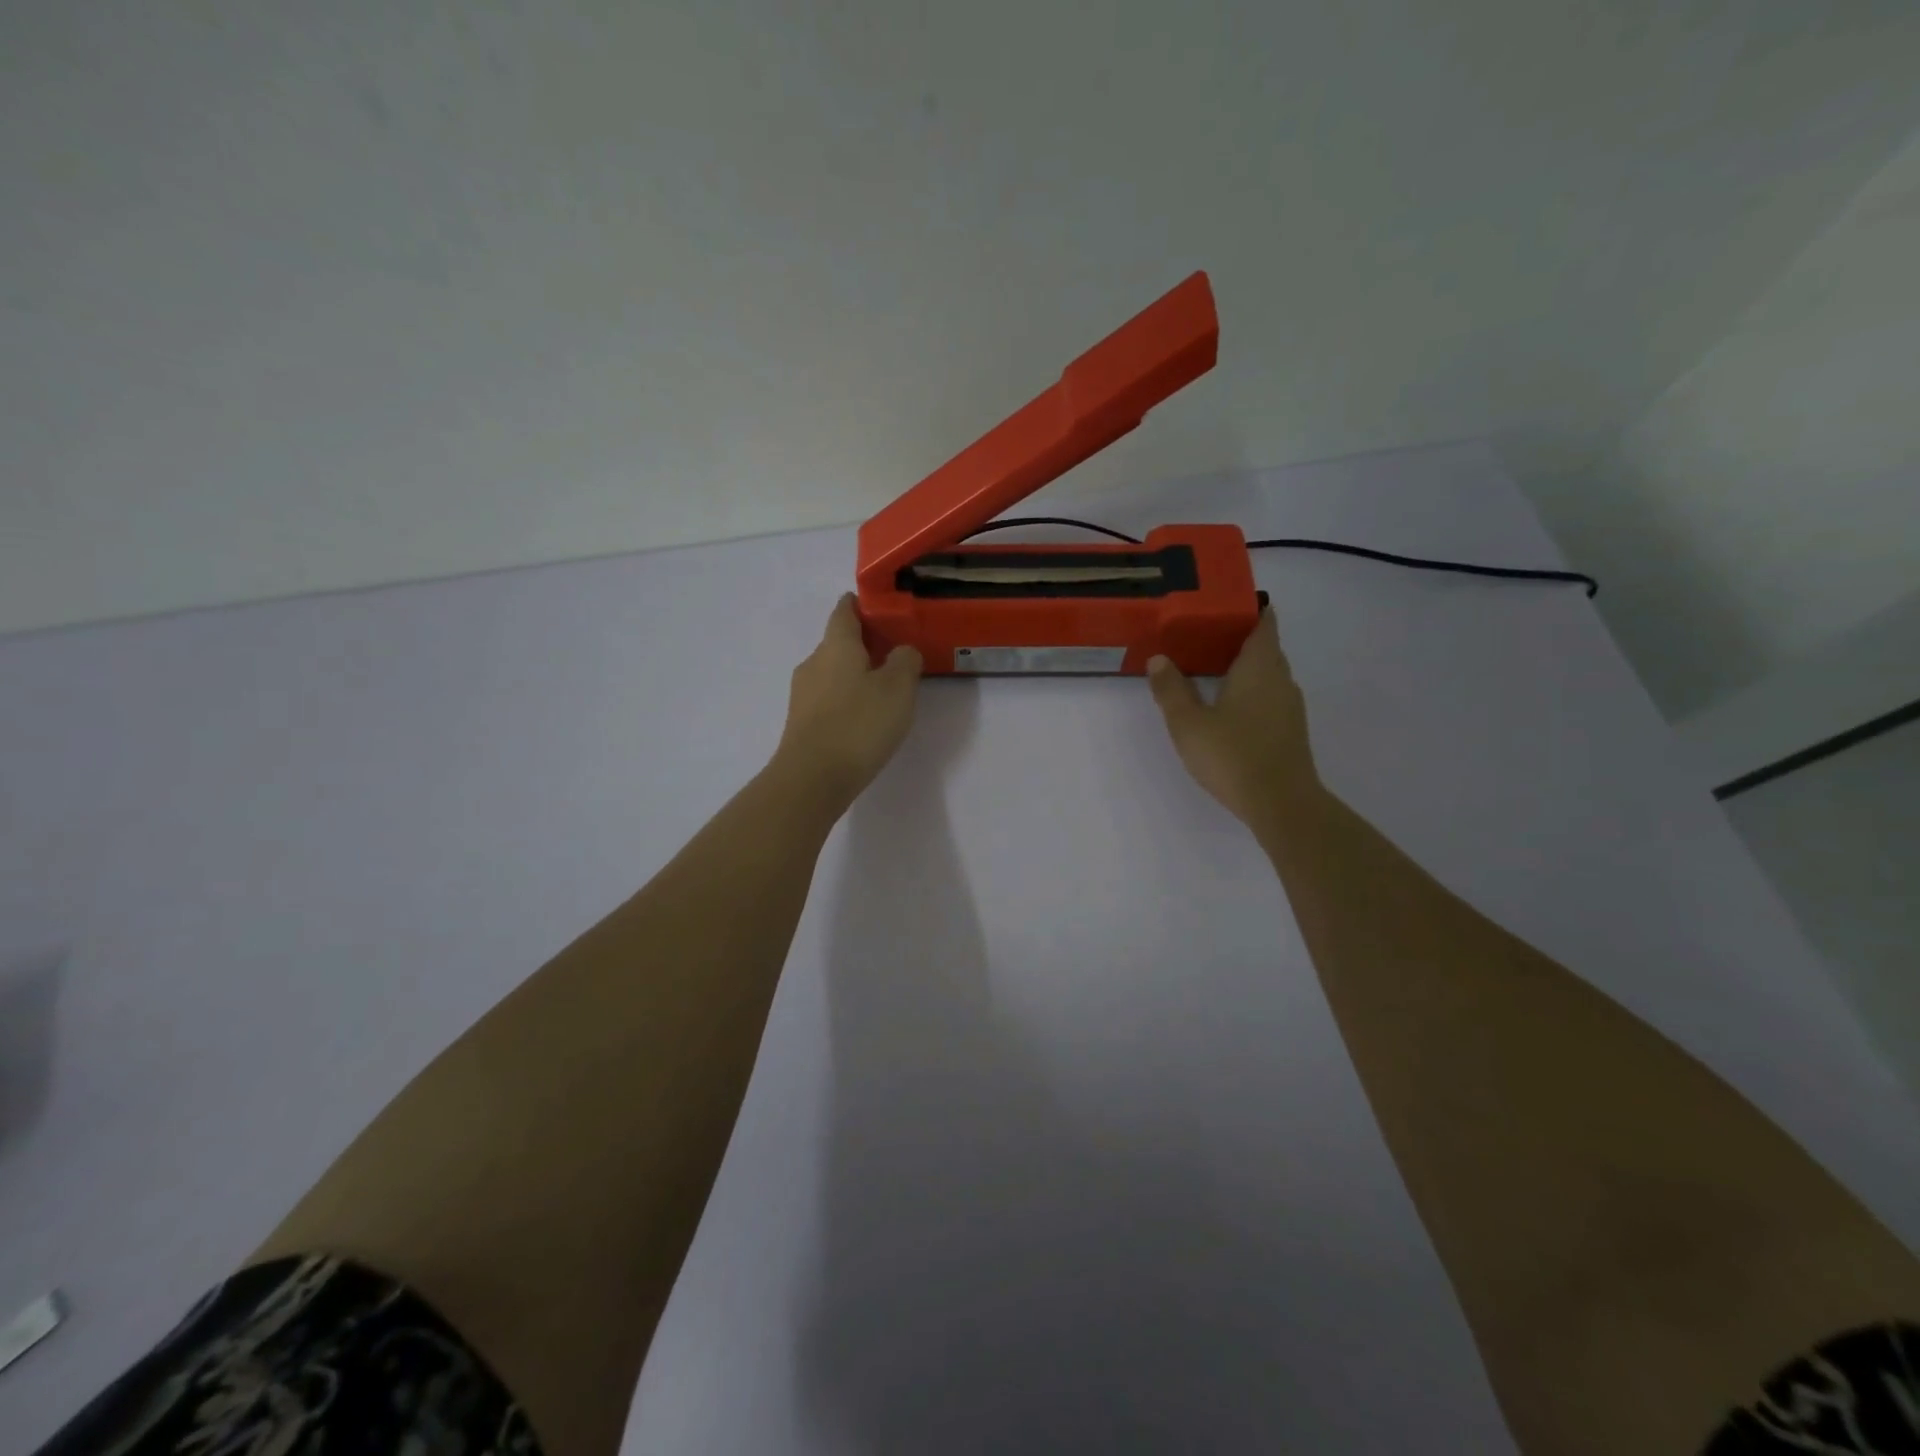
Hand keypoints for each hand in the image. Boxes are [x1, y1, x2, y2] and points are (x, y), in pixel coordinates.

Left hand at [774, 595, 922, 811]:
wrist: (812, 778)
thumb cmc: (859, 724)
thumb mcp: (898, 688)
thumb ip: (905, 661)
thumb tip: (902, 651)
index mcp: (836, 644)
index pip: (845, 610)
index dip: (861, 604)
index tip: (881, 609)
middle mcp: (814, 662)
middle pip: (838, 642)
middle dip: (864, 644)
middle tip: (895, 654)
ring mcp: (803, 694)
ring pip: (832, 672)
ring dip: (855, 674)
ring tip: (884, 690)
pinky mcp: (801, 722)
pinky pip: (828, 699)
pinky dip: (846, 699)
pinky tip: (864, 718)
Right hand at [1147, 608, 1321, 833]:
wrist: (1282, 804)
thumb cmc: (1232, 755)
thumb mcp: (1188, 723)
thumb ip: (1171, 690)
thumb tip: (1158, 659)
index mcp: (1259, 666)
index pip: (1264, 623)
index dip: (1249, 610)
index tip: (1225, 606)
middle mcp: (1281, 679)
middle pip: (1266, 648)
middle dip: (1241, 639)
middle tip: (1204, 637)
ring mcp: (1290, 706)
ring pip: (1268, 675)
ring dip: (1246, 668)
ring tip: (1212, 670)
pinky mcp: (1290, 731)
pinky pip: (1270, 697)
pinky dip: (1252, 693)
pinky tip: (1229, 708)